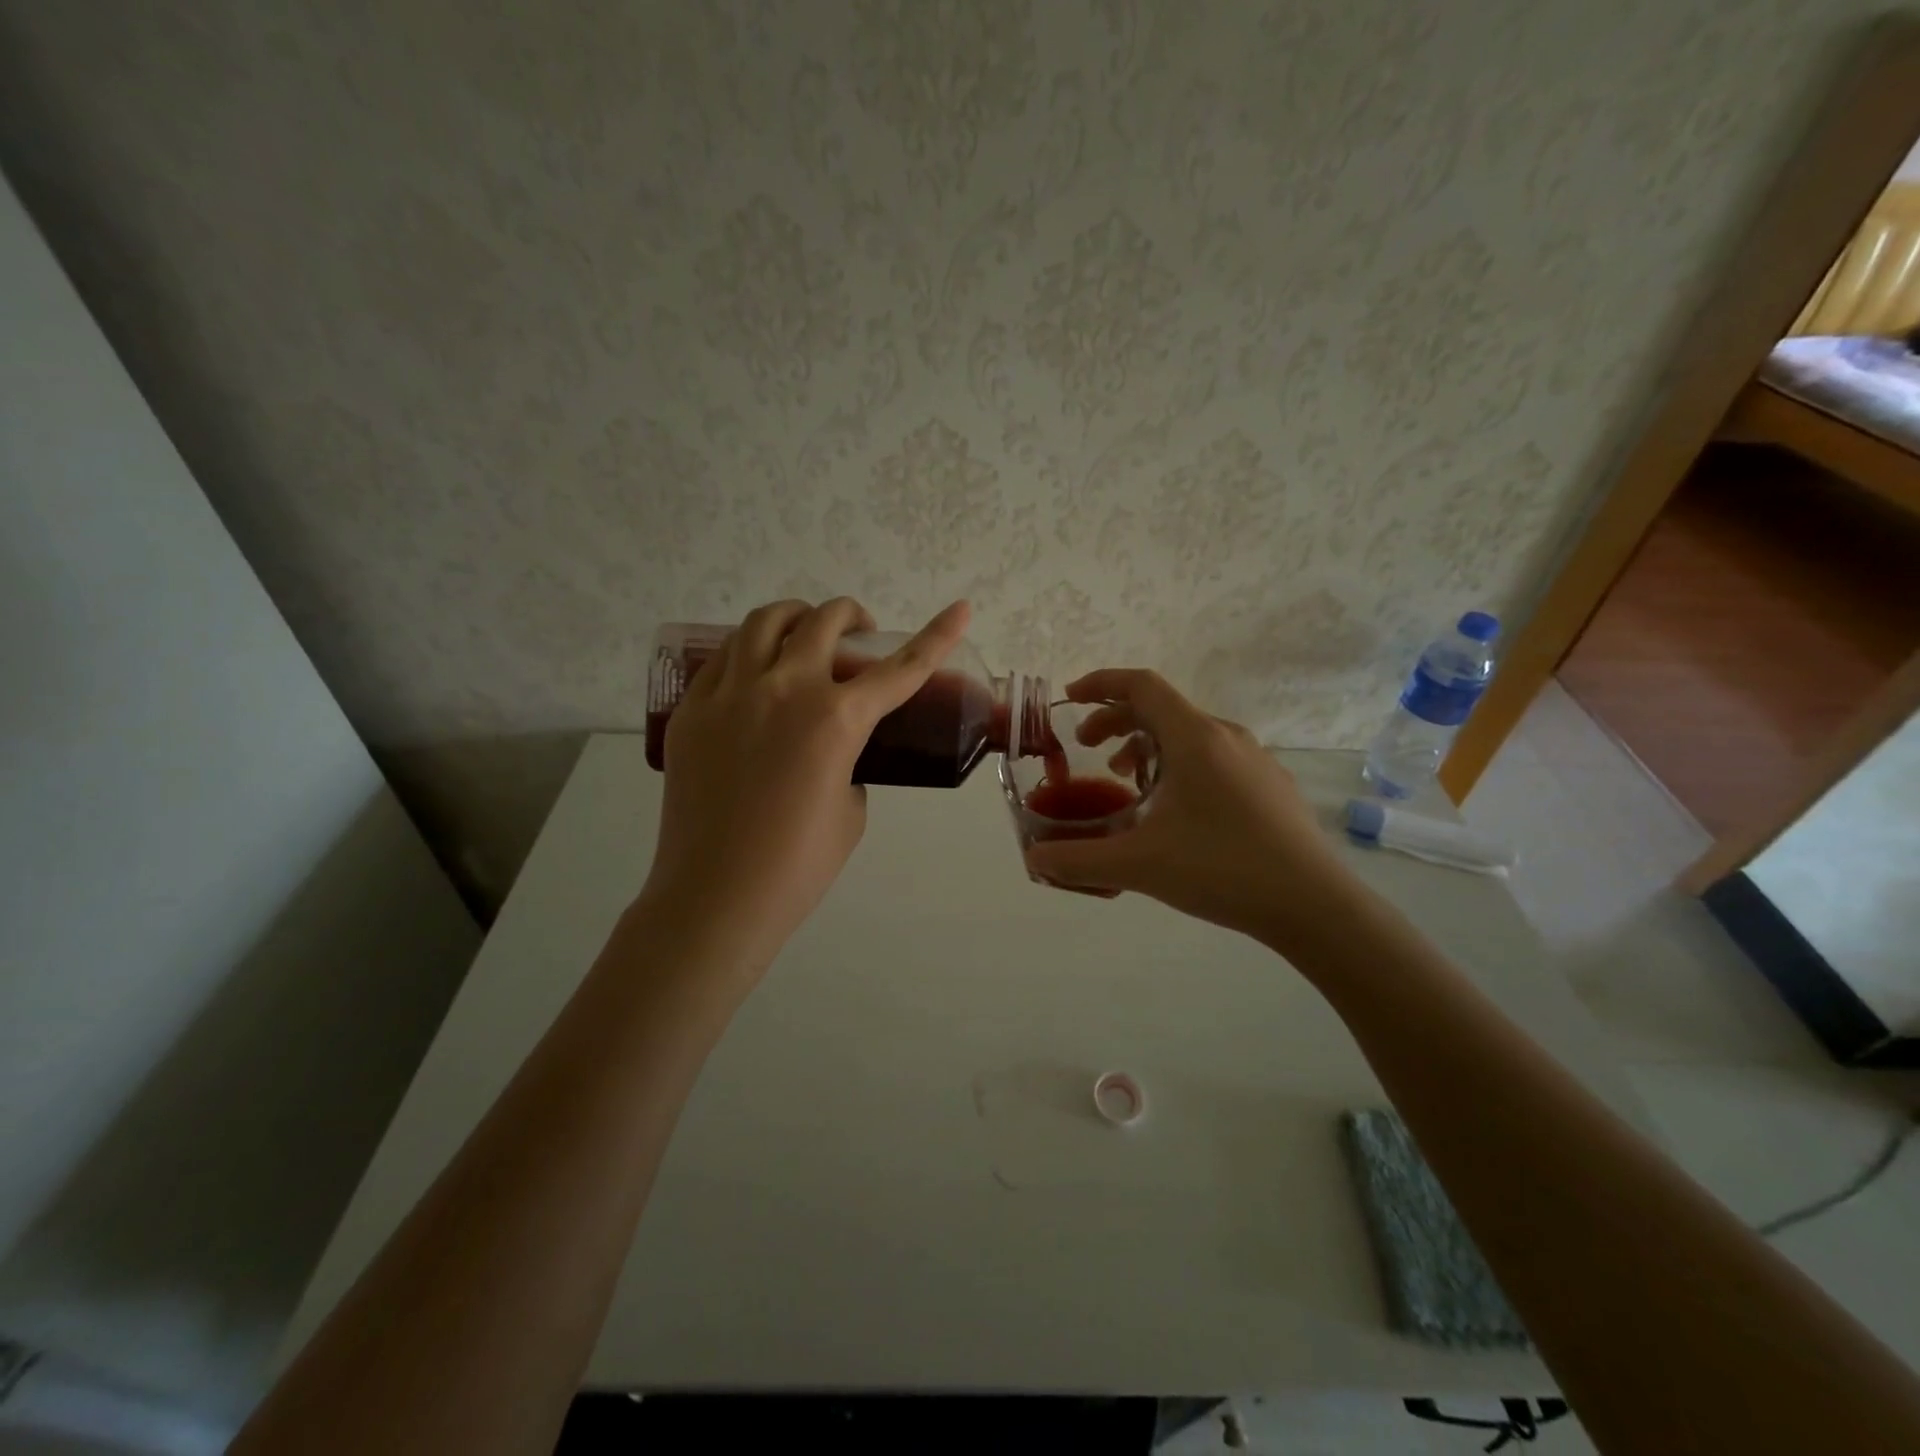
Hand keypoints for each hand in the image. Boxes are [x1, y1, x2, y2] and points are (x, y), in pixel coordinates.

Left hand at [640, 597, 969, 971]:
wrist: (716, 897)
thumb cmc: (797, 866)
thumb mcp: (851, 809)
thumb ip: (849, 762)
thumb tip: (832, 747)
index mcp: (836, 719)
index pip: (901, 667)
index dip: (938, 635)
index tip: (960, 609)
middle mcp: (784, 689)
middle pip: (823, 621)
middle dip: (851, 617)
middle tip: (858, 636)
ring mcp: (729, 694)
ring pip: (764, 621)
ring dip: (795, 619)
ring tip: (802, 639)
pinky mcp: (691, 710)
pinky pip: (723, 658)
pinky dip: (749, 652)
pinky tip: (755, 676)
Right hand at [1022, 669, 1362, 951]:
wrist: (1313, 904)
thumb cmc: (1221, 869)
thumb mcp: (1139, 865)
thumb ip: (1078, 860)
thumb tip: (1035, 860)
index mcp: (1194, 737)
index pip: (1141, 685)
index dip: (1100, 683)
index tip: (1070, 697)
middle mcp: (1226, 736)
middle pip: (1161, 709)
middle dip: (1116, 721)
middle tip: (1088, 749)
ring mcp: (1254, 759)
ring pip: (1188, 734)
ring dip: (1147, 746)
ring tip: (1126, 782)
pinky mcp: (1269, 785)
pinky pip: (1212, 757)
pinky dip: (1178, 765)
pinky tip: (1174, 810)